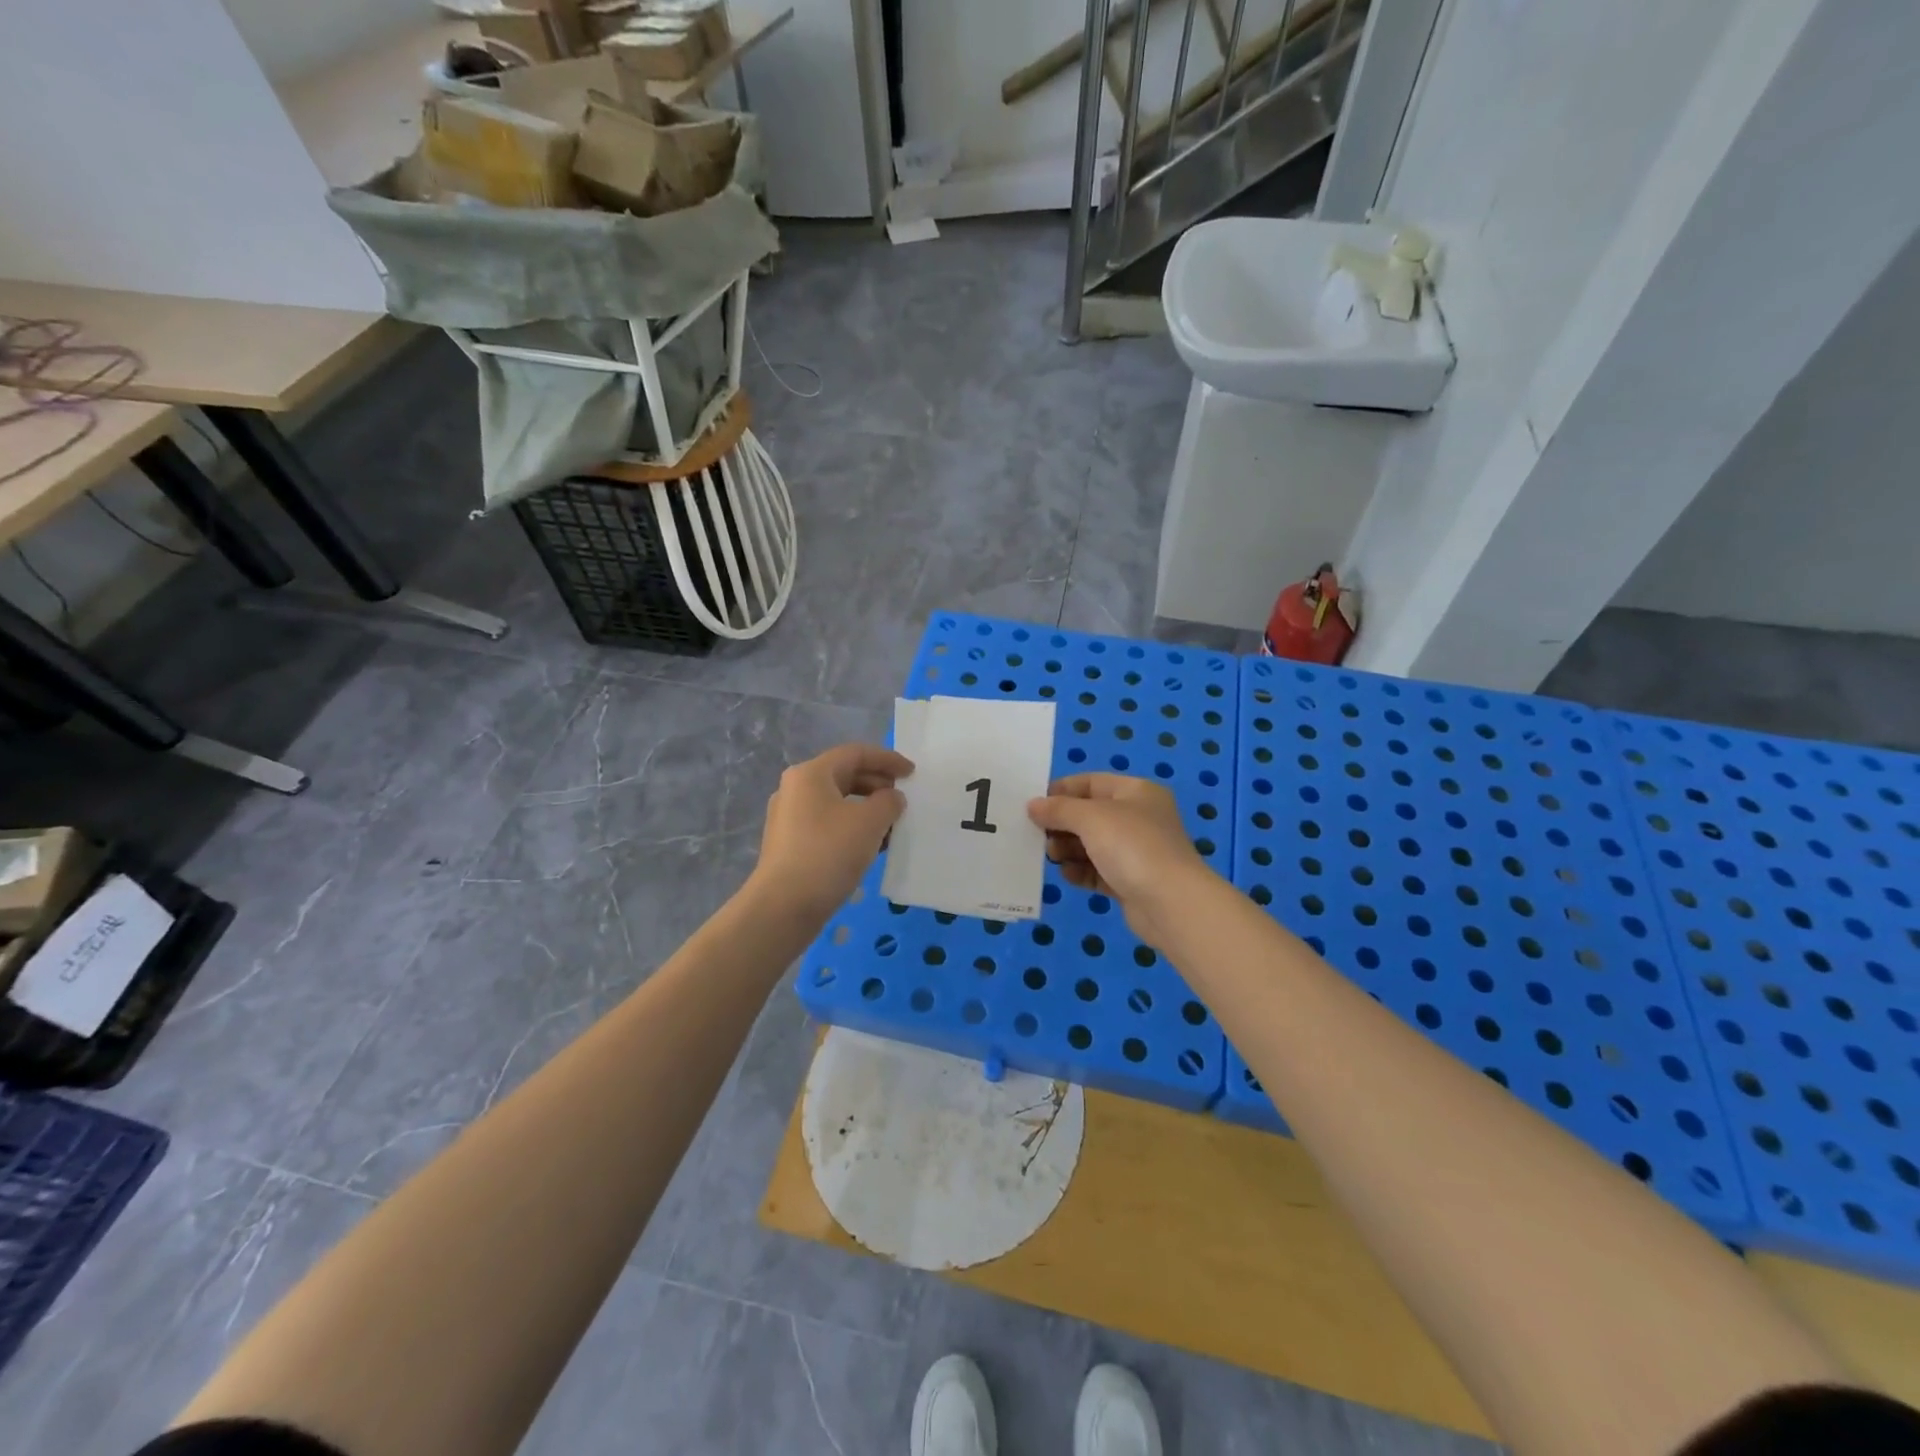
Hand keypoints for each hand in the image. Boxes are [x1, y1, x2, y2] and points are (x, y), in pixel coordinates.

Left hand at [750, 743, 912, 920]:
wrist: (784, 906)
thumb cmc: (828, 853)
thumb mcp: (870, 822)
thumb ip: (889, 802)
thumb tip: (891, 798)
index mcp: (811, 774)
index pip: (855, 753)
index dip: (888, 759)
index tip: (912, 773)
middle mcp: (795, 789)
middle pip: (844, 775)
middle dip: (878, 784)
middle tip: (903, 800)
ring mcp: (789, 817)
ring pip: (837, 802)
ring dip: (867, 809)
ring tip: (892, 827)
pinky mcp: (790, 843)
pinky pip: (828, 823)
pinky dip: (852, 827)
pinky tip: (871, 847)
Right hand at [1027, 774, 1215, 943]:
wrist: (1171, 903)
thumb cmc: (1132, 846)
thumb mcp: (1091, 818)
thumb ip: (1059, 809)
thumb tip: (1033, 805)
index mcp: (1136, 792)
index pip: (1091, 782)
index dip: (1061, 790)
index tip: (1033, 804)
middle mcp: (1138, 818)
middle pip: (1090, 814)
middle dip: (1062, 823)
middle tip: (1037, 835)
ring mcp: (1137, 851)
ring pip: (1093, 844)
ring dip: (1068, 849)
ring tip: (1052, 856)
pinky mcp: (1131, 881)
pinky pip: (1098, 871)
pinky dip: (1081, 871)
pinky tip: (1066, 875)